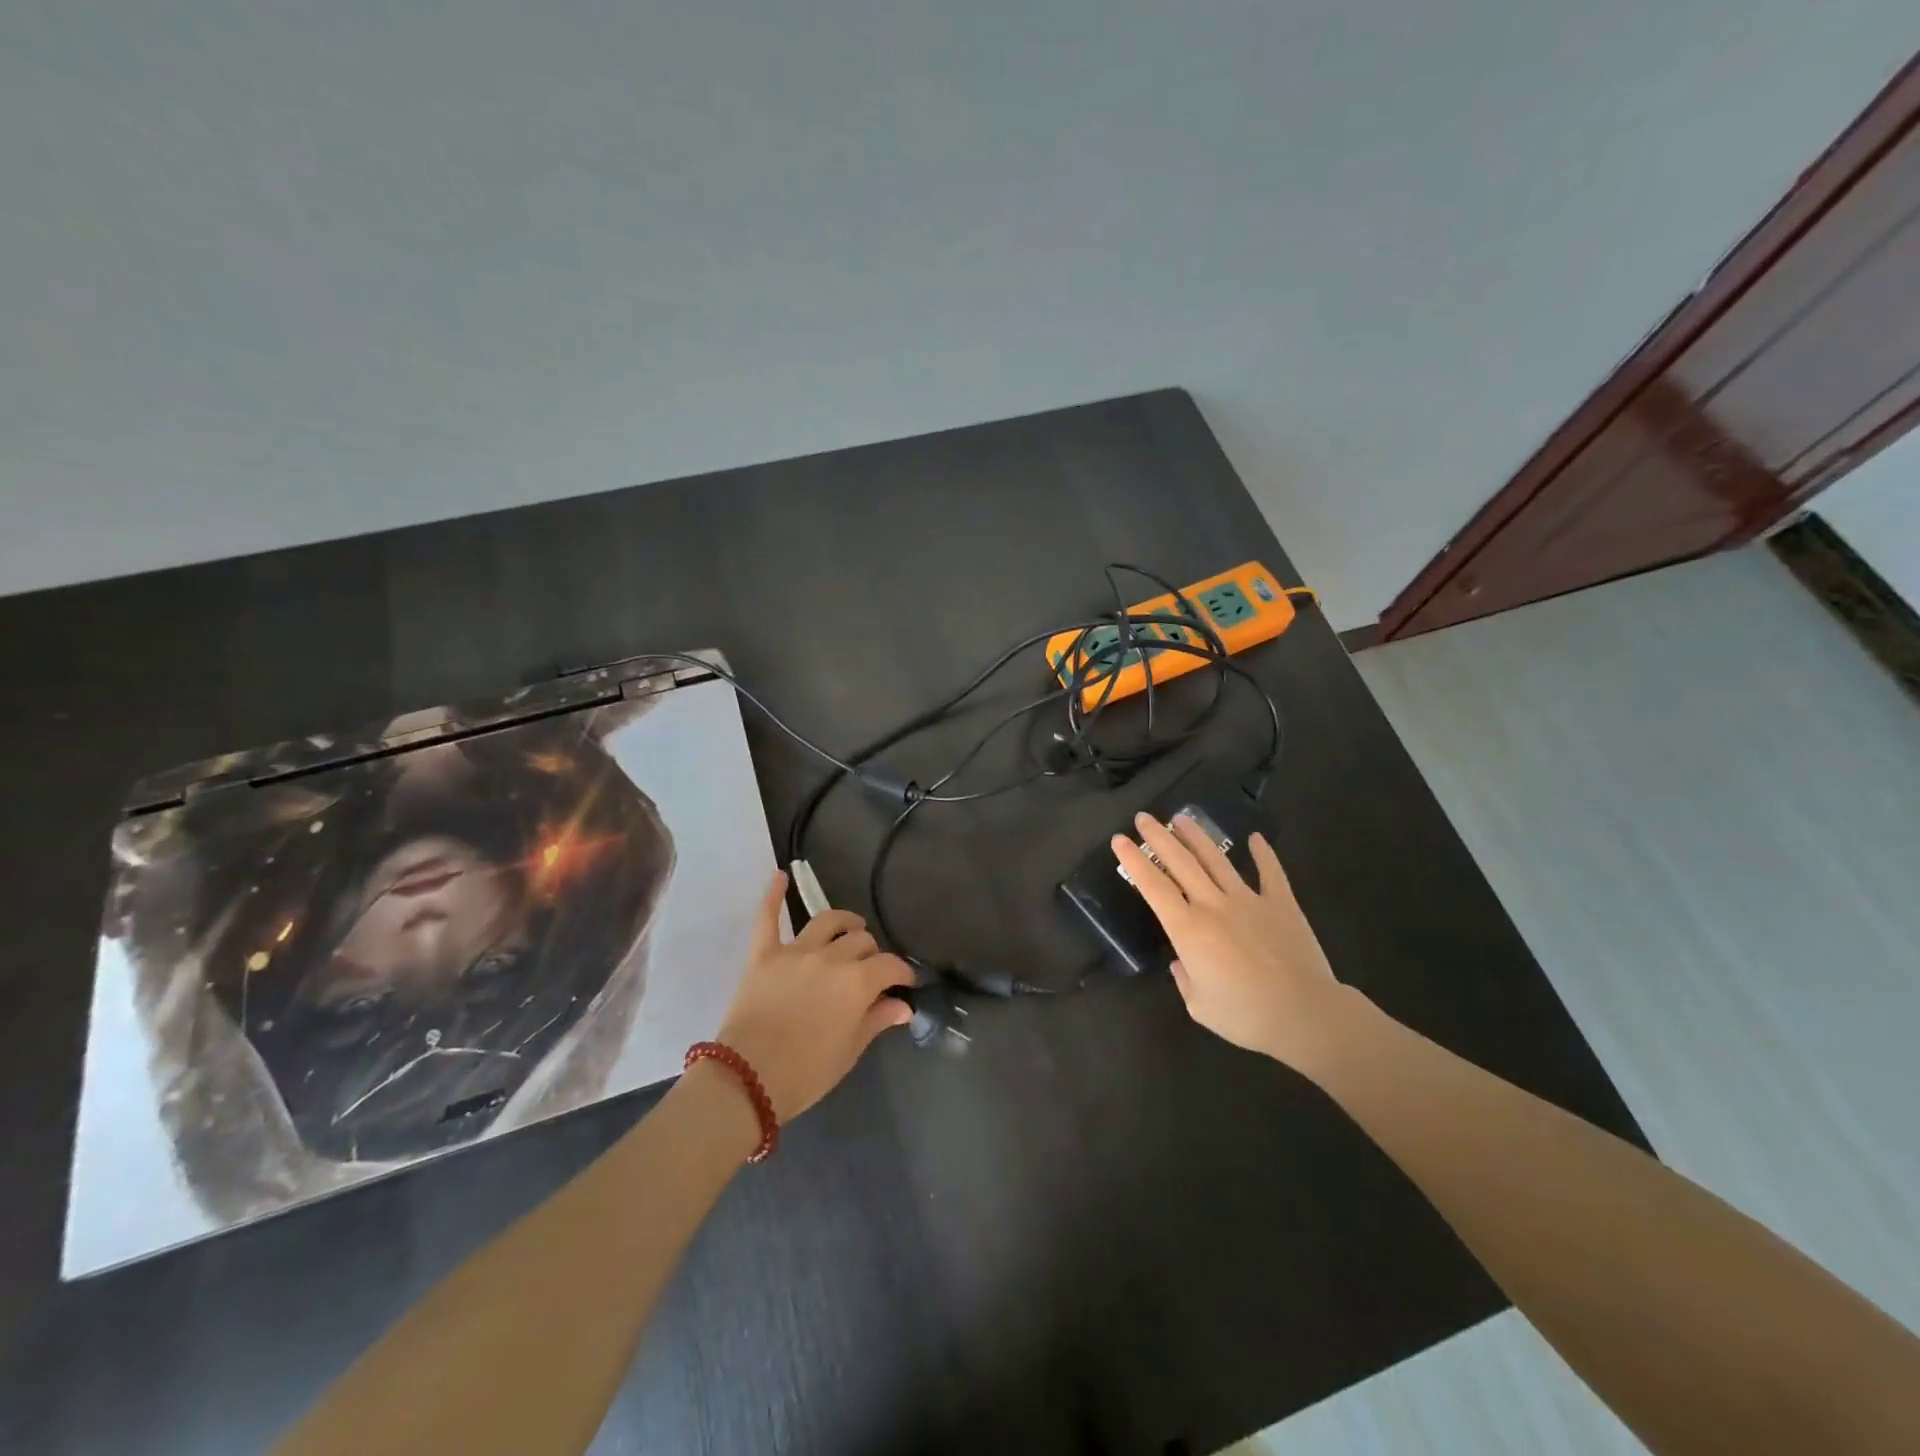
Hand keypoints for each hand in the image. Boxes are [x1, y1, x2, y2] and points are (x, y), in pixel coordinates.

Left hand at [712, 872, 914, 1122]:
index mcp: (858, 981)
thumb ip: (878, 1019)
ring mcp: (795, 951)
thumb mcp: (850, 1051)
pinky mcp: (763, 955)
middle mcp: (831, 957)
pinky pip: (767, 918)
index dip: (902, 973)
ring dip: (843, 922)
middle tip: (870, 971)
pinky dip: (773, 895)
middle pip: (861, 941)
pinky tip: (780, 875)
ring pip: (827, 921)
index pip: (891, 965)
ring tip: (849, 928)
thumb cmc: (806, 1073)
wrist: (747, 1080)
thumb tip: (904, 1005)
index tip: (904, 983)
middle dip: (872, 954)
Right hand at [1111, 813, 1353, 1073]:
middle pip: (1180, 862)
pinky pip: (1271, 873)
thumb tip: (1182, 963)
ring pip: (1216, 859)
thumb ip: (1185, 979)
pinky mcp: (1282, 904)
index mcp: (1188, 929)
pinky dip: (1264, 854)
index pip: (1153, 886)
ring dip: (1197, 836)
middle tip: (1144, 817)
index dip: (1134, 861)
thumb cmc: (1246, 1016)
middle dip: (1159, 837)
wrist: (1305, 1015)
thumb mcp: (1199, 1006)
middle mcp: (1213, 905)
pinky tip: (1256, 838)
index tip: (1119, 840)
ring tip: (1182, 817)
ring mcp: (1249, 900)